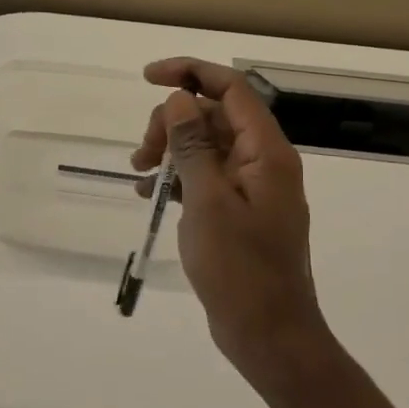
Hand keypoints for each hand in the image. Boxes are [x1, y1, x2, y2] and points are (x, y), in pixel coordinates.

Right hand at [132, 58, 333, 385]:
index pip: (231, 89)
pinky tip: (149, 194)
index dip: (190, 73)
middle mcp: (263, 162)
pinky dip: (178, 178)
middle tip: (142, 153)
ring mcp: (252, 189)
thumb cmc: (239, 268)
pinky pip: (207, 177)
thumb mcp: (207, 201)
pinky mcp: (240, 212)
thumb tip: (179, 100)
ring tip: (139, 174)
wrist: (269, 334)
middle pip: (215, 116)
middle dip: (173, 123)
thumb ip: (193, 145)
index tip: (148, 78)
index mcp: (266, 152)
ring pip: (207, 146)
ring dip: (171, 150)